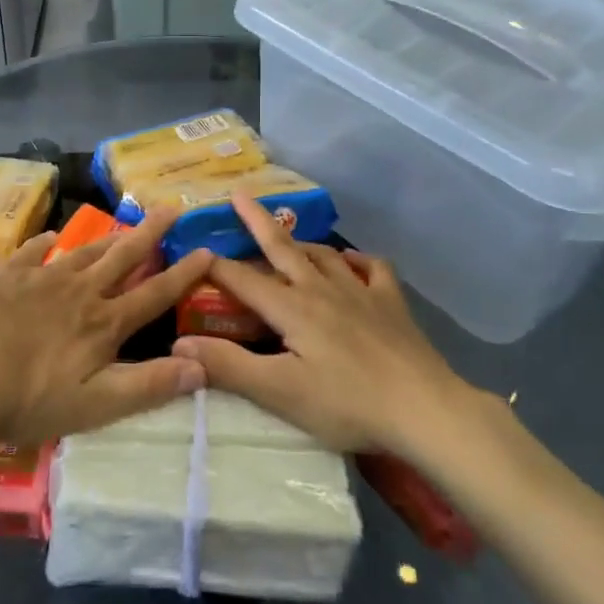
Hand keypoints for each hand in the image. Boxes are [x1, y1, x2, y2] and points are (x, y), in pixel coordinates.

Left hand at [0, 209, 213, 447]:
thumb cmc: (26, 397)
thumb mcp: (94, 405)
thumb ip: (148, 386)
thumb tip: (201, 367)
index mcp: (103, 323)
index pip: (154, 294)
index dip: (183, 274)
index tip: (207, 249)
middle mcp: (79, 291)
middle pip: (122, 256)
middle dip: (150, 233)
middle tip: (171, 206)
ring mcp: (41, 279)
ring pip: (84, 250)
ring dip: (108, 236)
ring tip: (126, 223)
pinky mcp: (5, 276)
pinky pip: (32, 252)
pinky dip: (45, 243)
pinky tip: (50, 238)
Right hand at [173, 195, 471, 453]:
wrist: (424, 408)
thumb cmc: (347, 403)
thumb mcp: (280, 392)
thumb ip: (229, 366)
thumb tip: (179, 343)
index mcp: (293, 308)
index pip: (244, 280)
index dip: (215, 266)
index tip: (193, 251)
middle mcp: (322, 289)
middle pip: (283, 247)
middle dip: (257, 221)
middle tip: (239, 194)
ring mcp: (361, 292)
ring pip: (324, 254)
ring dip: (301, 241)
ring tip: (288, 236)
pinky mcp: (392, 304)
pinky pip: (373, 268)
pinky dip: (358, 260)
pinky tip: (353, 261)